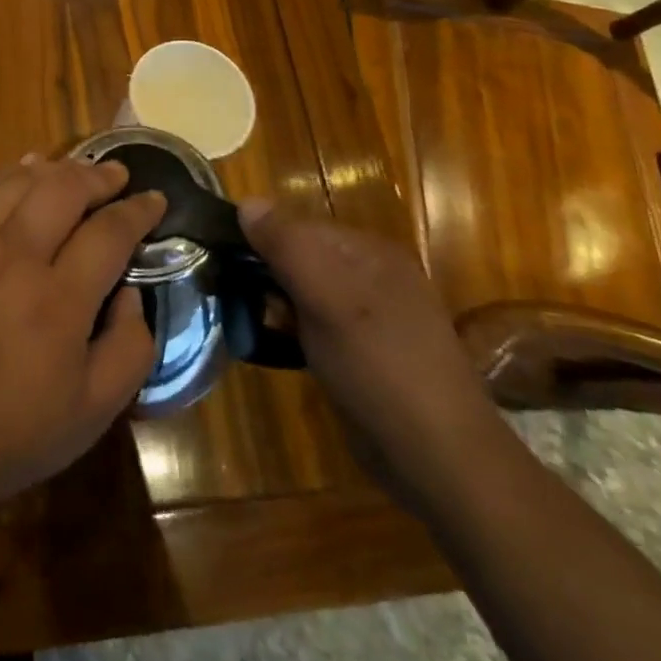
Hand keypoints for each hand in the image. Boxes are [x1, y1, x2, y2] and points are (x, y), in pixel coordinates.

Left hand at [0, 157, 161, 523]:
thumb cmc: (6, 433)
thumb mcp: (90, 414)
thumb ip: (129, 349)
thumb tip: (132, 292)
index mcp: (57, 301)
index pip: (109, 232)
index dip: (138, 210)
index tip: (156, 199)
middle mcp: (12, 258)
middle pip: (63, 189)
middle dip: (98, 176)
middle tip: (117, 175)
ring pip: (17, 182)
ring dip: (54, 169)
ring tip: (75, 171)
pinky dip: (6, 177)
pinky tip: (20, 174)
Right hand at [238, 203, 501, 486]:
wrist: (438, 459)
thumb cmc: (380, 366)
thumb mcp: (328, 297)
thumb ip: (287, 246)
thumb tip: (246, 201)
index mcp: (371, 253)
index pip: (299, 225)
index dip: (260, 239)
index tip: (222, 261)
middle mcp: (372, 277)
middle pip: (301, 258)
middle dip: (264, 272)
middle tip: (229, 293)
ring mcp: (368, 318)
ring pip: (303, 293)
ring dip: (273, 303)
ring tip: (241, 318)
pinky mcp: (361, 355)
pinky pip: (313, 326)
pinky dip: (289, 331)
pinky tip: (270, 345)